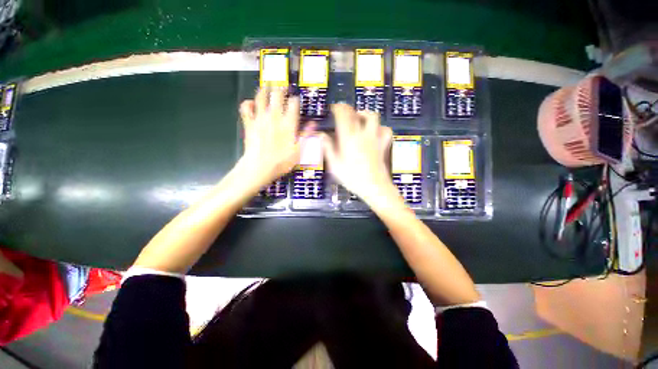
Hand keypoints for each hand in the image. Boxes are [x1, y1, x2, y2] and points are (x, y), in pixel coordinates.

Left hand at [238, 88, 314, 187]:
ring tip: (268, 86)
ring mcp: (260, 119)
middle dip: (281, 89)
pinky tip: (251, 102)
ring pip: (261, 97)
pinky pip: (246, 108)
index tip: (296, 98)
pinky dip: (248, 102)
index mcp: (288, 124)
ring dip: (264, 90)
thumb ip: (306, 136)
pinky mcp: (249, 123)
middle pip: (277, 96)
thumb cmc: (281, 161)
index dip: (296, 99)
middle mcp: (274, 117)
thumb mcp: (299, 151)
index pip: (293, 105)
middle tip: (282, 85)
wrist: (259, 167)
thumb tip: (313, 124)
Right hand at [323, 104, 395, 200]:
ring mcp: (375, 138)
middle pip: (356, 113)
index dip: (338, 108)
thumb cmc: (352, 177)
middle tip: (343, 111)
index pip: (343, 115)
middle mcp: (362, 134)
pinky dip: (380, 127)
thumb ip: (328, 148)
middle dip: (348, 109)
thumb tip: (321, 135)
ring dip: (365, 114)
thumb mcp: (335, 165)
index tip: (334, 108)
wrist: (374, 187)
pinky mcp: (383, 145)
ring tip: (359, 117)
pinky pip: (386, 130)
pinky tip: (375, 131)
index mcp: (348, 138)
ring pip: (373, 117)